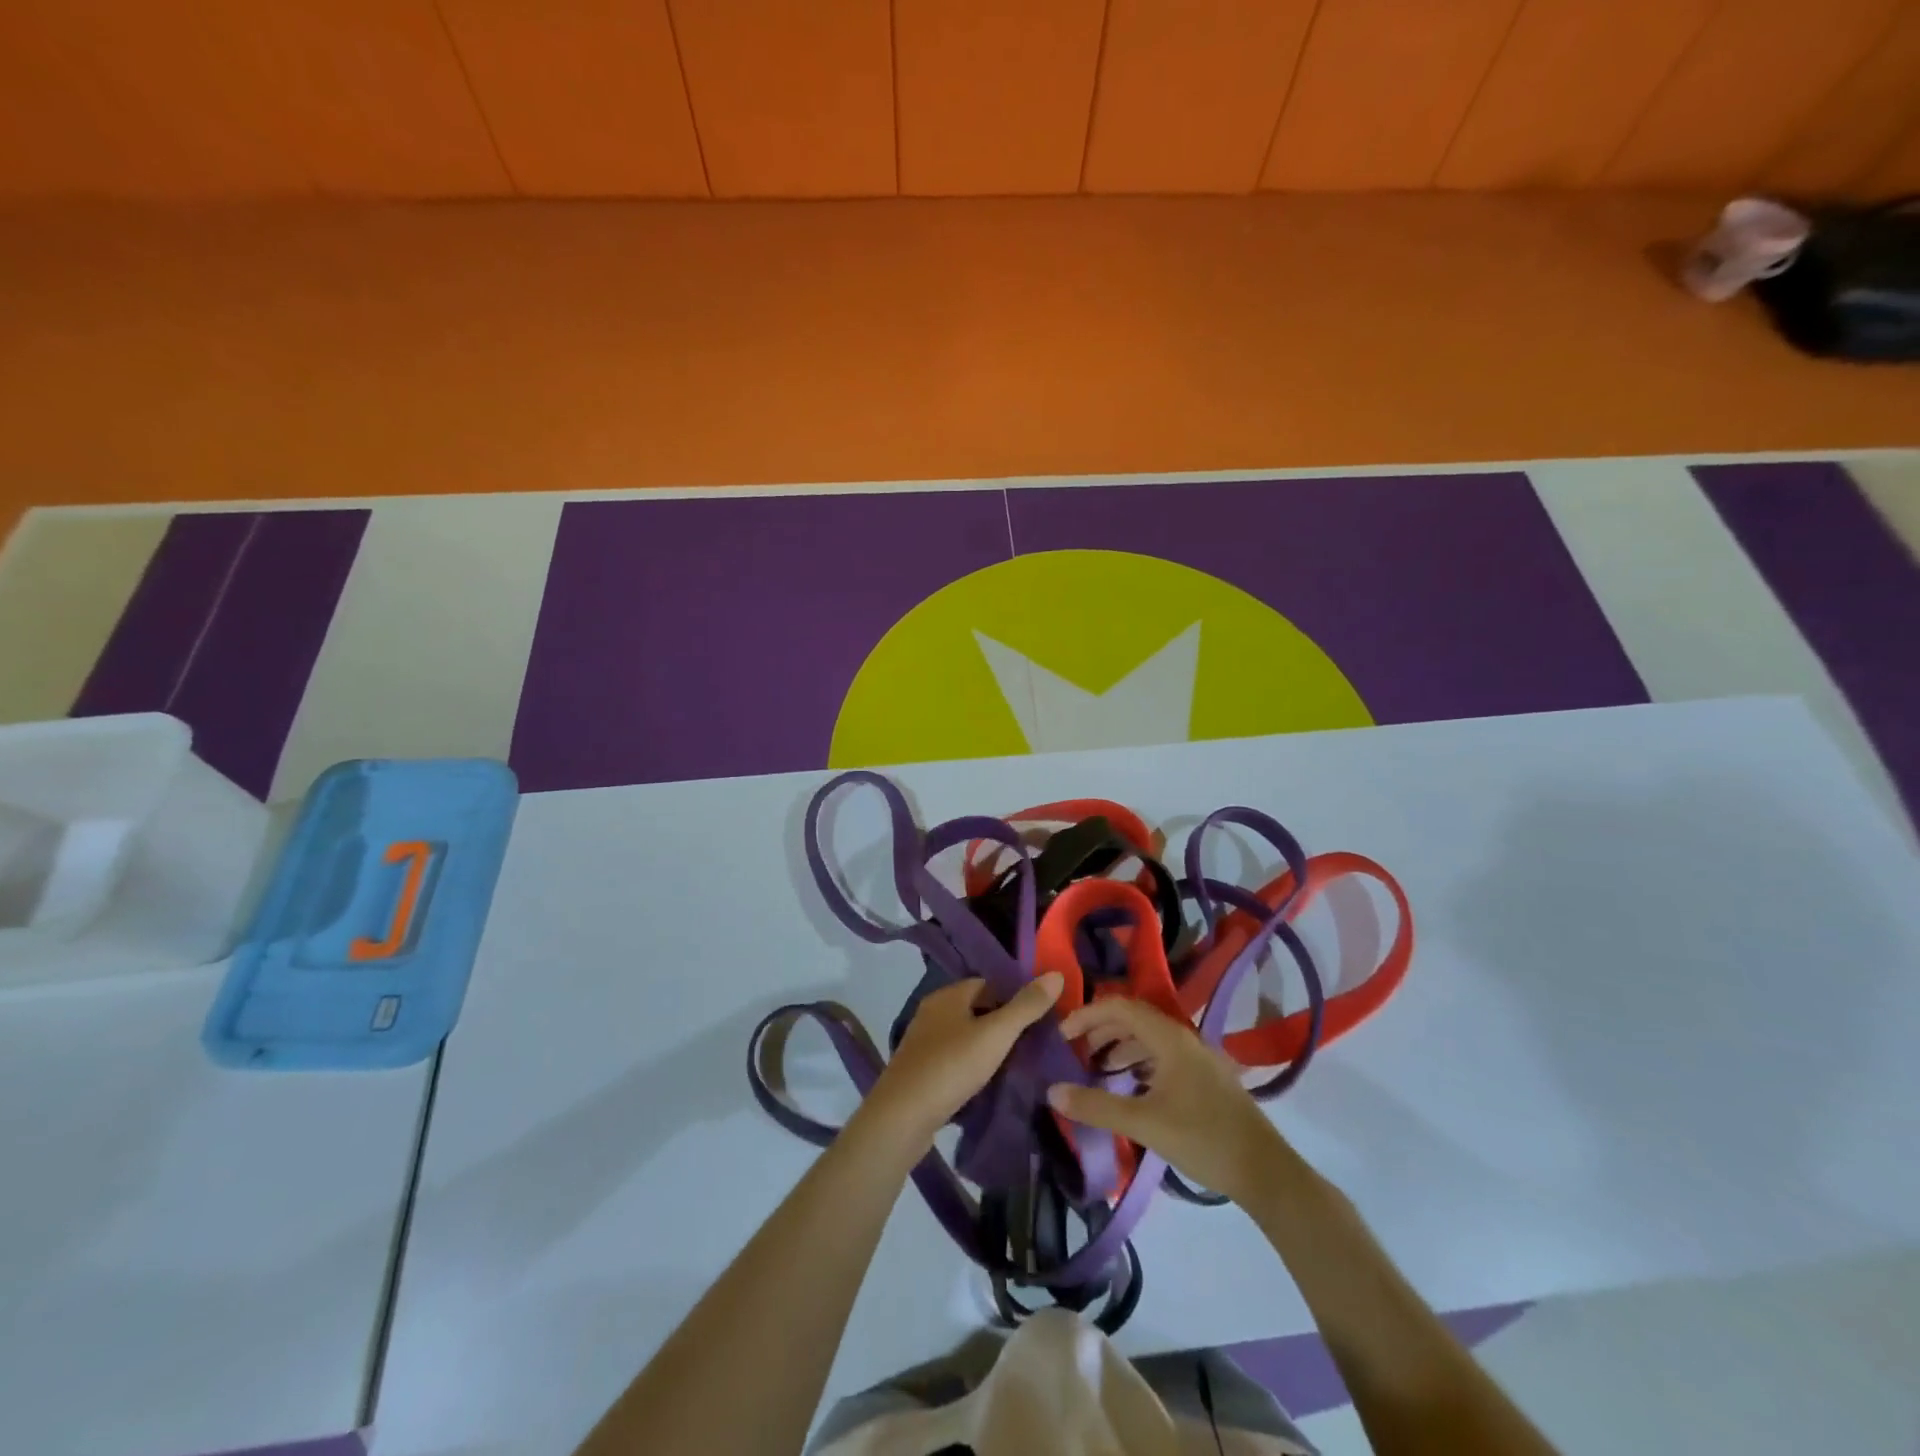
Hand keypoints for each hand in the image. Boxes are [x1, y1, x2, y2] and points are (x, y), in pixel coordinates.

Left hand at [862, 972, 1065, 1151]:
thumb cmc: (951, 1066)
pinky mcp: (919, 1070)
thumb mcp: (996, 1034)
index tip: (1039, 1019)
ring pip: (965, 1035)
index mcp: (948, 994)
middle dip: (1003, 1024)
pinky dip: (971, 1066)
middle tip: (1033, 1045)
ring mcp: (923, 1041)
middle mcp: (932, 1011)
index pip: (989, 984)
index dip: (1015, 998)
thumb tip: (1056, 973)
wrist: (902, 1116)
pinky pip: (953, 1058)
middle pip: (977, 1009)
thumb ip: (1026, 1006)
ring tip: (1015, 1066)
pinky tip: (986, 1083)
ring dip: (987, 1047)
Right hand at [1047, 997, 1285, 1205]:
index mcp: (1169, 1038)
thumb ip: (1097, 1106)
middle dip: (1101, 1029)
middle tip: (1074, 1051)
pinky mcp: (1204, 1078)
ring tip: (1096, 1068)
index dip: (1087, 1015)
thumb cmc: (1203, 1139)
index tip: (1062, 1036)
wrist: (1264, 1172)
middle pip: (1134, 1018)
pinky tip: (1130, 1085)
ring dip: (1119, 1045)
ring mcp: (1197, 1058)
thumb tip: (1052, 1092)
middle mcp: (1183, 1038)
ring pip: (1149, 1037)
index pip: (1119, 1007)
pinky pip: (1162, 1055)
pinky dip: (1138, 1061)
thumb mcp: (1144, 1124)